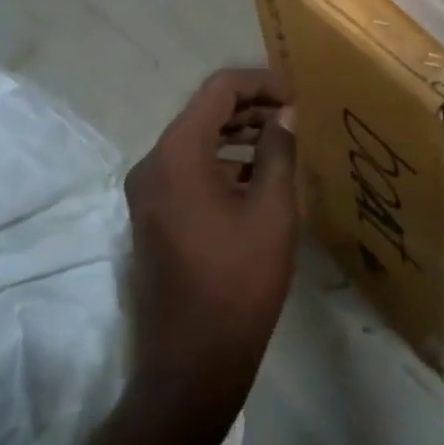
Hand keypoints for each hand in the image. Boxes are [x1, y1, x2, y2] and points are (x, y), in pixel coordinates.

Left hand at [124, 70, 297, 413]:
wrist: (193, 361)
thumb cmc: (239, 280)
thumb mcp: (272, 210)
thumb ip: (278, 151)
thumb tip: (284, 115)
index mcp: (177, 154)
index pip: (218, 90)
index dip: (260, 83)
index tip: (296, 95)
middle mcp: (152, 164)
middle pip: (203, 112)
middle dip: (249, 107)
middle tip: (293, 115)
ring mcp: (147, 191)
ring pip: (195, 140)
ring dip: (236, 133)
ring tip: (280, 140)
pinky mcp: (152, 214)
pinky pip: (187, 169)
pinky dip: (220, 161)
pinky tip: (255, 174)